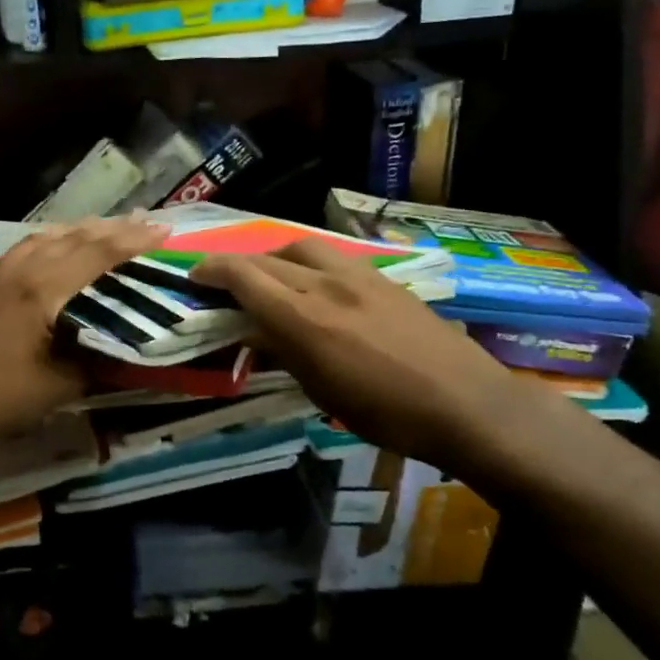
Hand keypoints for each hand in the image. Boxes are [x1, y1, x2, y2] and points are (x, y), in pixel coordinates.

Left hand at [0, 217, 167, 445]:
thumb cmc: (3, 397)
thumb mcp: (62, 385)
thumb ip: (98, 360)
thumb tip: (127, 347)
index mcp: (42, 289)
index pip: (96, 253)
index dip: (132, 241)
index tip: (163, 230)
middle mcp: (20, 269)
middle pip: (74, 237)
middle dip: (113, 228)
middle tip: (145, 220)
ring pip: (45, 236)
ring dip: (80, 229)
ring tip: (107, 226)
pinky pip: (22, 247)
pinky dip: (48, 239)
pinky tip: (53, 242)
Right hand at [194, 241, 527, 477]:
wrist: (466, 404)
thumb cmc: (386, 413)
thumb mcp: (322, 391)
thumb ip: (283, 350)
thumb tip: (254, 330)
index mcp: (303, 317)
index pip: (243, 275)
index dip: (211, 270)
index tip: (193, 277)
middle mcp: (325, 283)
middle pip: (267, 257)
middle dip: (236, 264)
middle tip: (221, 280)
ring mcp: (358, 275)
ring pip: (301, 246)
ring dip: (274, 257)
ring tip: (270, 278)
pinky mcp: (383, 277)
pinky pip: (333, 256)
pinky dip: (308, 262)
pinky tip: (316, 284)